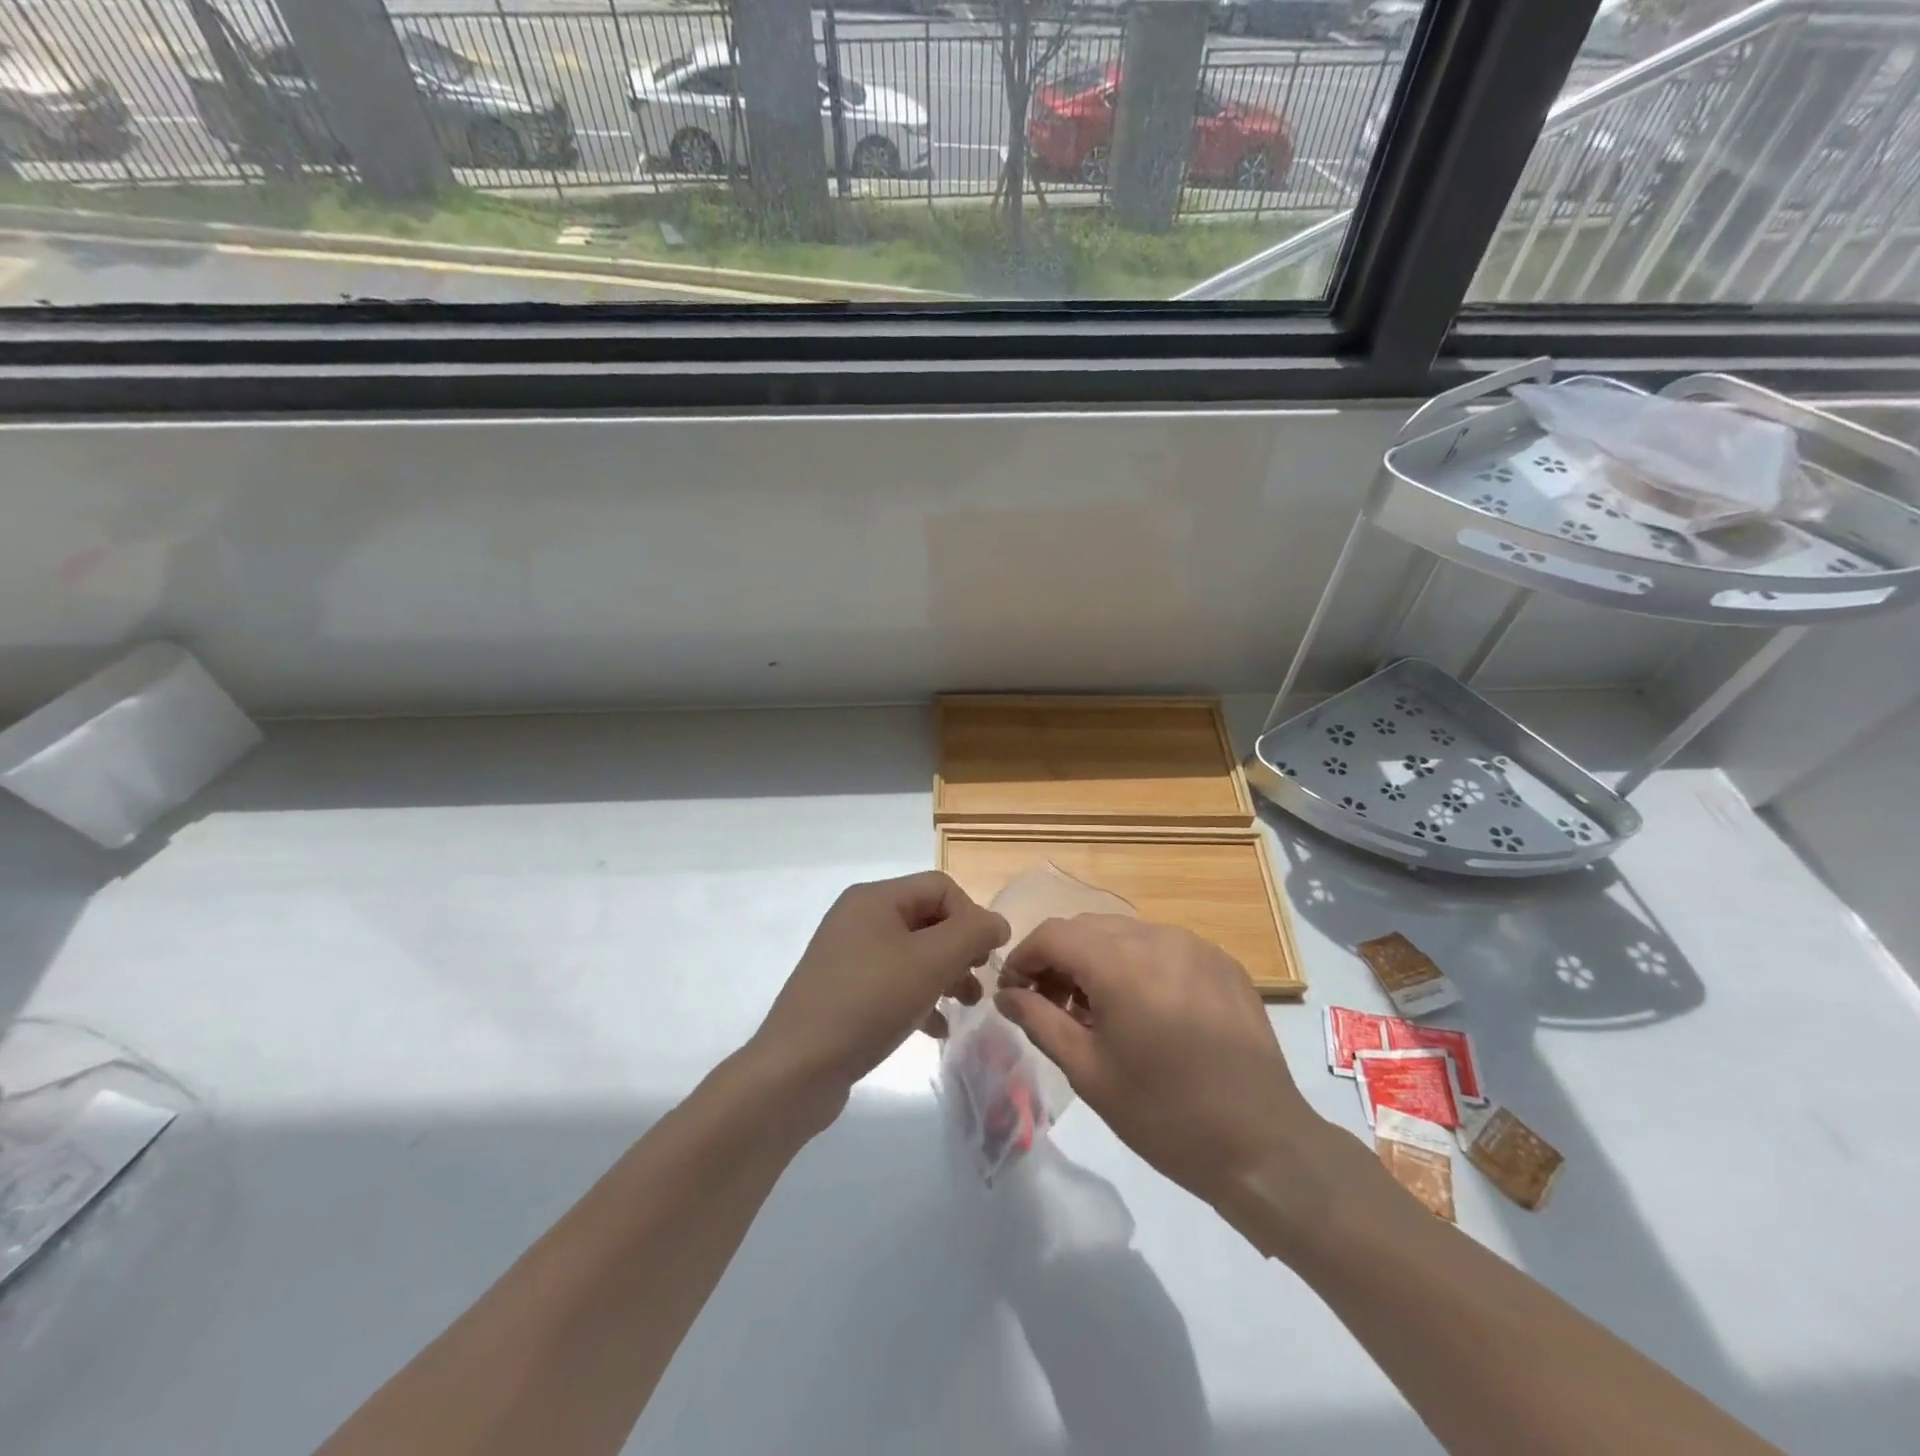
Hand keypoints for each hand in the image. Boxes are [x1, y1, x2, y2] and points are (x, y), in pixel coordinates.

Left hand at [751, 871, 1009, 1108]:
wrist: (796, 1069)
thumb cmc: (868, 1003)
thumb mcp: (930, 962)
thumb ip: (972, 934)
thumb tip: (997, 923)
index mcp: (874, 898)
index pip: (941, 887)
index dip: (971, 916)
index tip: (987, 958)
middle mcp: (859, 918)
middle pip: (927, 919)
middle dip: (961, 949)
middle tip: (978, 983)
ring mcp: (848, 956)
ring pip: (913, 954)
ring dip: (945, 975)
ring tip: (965, 1007)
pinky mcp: (844, 991)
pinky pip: (894, 983)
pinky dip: (920, 998)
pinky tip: (936, 1029)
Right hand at [996, 916, 1321, 1210]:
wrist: (1263, 1145)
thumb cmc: (1164, 1115)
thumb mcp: (1088, 1071)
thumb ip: (1039, 1020)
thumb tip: (1005, 994)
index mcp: (1120, 963)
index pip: (1053, 934)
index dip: (1024, 957)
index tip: (1013, 991)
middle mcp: (1157, 938)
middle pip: (1088, 928)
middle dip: (1059, 958)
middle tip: (1050, 1004)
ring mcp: (1195, 945)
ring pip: (1125, 934)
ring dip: (1098, 959)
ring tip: (1096, 1009)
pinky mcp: (1222, 961)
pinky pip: (1163, 947)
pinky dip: (1138, 965)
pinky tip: (1143, 1008)